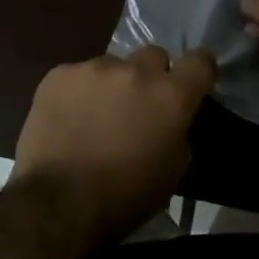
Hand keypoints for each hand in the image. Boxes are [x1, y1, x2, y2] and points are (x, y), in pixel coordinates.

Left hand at [11, 46, 216, 243]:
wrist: (59, 202)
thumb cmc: (125, 196)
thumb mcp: (172, 171)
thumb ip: (178, 131)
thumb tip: (172, 118)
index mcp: (171, 96)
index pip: (200, 61)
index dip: (199, 69)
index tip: (192, 81)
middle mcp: (136, 71)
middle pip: (153, 56)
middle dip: (151, 76)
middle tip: (139, 104)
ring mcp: (95, 68)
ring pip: (112, 65)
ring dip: (112, 85)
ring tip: (95, 116)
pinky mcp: (60, 74)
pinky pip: (77, 76)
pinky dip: (78, 92)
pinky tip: (67, 119)